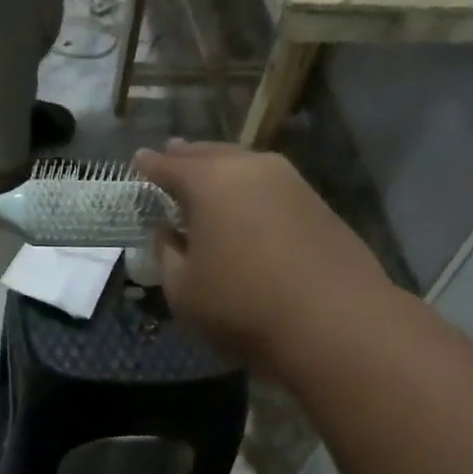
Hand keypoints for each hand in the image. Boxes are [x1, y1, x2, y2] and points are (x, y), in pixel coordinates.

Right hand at [136, 141, 393, 375]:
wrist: (334, 320)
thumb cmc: (242, 305)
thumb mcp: (183, 290)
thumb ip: (167, 255)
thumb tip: (167, 232)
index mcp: (210, 183)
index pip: (170, 166)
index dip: (150, 165)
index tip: (138, 160)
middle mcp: (251, 169)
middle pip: (211, 155)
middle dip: (188, 156)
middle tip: (172, 153)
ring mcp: (291, 183)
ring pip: (245, 166)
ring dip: (223, 168)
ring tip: (208, 174)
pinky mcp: (318, 204)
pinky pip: (270, 186)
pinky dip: (251, 189)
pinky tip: (247, 205)